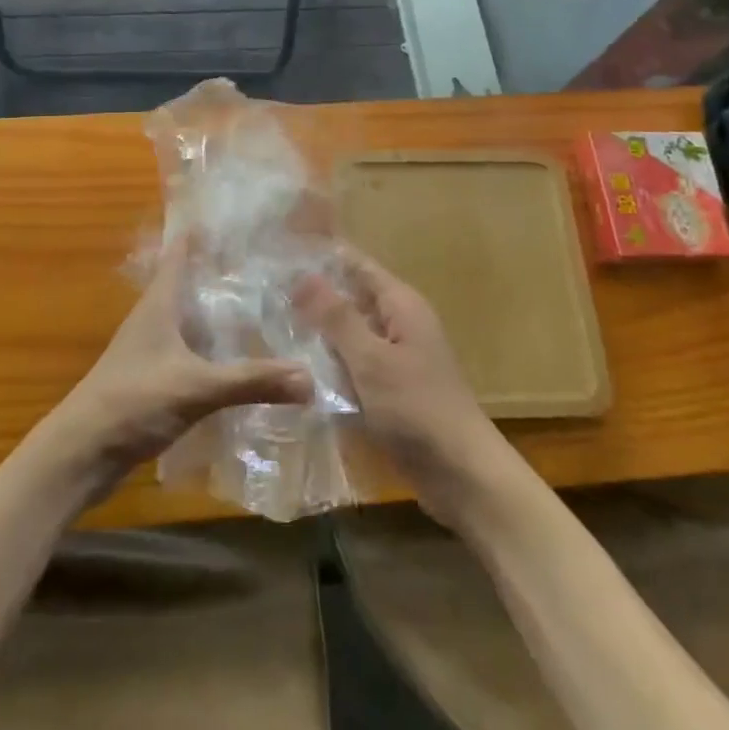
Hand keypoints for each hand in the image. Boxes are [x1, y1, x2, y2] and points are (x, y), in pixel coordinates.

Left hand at [38, 245, 313, 496]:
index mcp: (160, 303)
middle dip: (223, 270)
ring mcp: (152, 350)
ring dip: (220, 311)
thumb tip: (310, 377)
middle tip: (269, 259)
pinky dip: (215, 349)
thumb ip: (251, 381)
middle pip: (191, 282)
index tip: (237, 214)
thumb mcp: (196, 387)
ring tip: (264, 304)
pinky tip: (241, 360)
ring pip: (193, 319)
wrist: (80, 455)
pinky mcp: (154, 380)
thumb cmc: (132, 402)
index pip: (181, 251)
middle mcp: (155, 318)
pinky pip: (192, 352)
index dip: (204, 231)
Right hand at [295, 248, 506, 522]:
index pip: (356, 265)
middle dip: (314, 297)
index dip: (322, 255)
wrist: (464, 477)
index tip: (280, 252)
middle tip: (264, 294)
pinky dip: (332, 367)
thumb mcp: (371, 359)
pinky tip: (298, 372)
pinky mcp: (392, 391)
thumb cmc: (418, 409)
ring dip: (319, 335)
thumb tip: (302, 274)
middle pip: (351, 299)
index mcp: (401, 305)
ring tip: (270, 329)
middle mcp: (400, 324)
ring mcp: (397, 359)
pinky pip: (355, 367)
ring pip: (350, 335)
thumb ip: (336, 317)